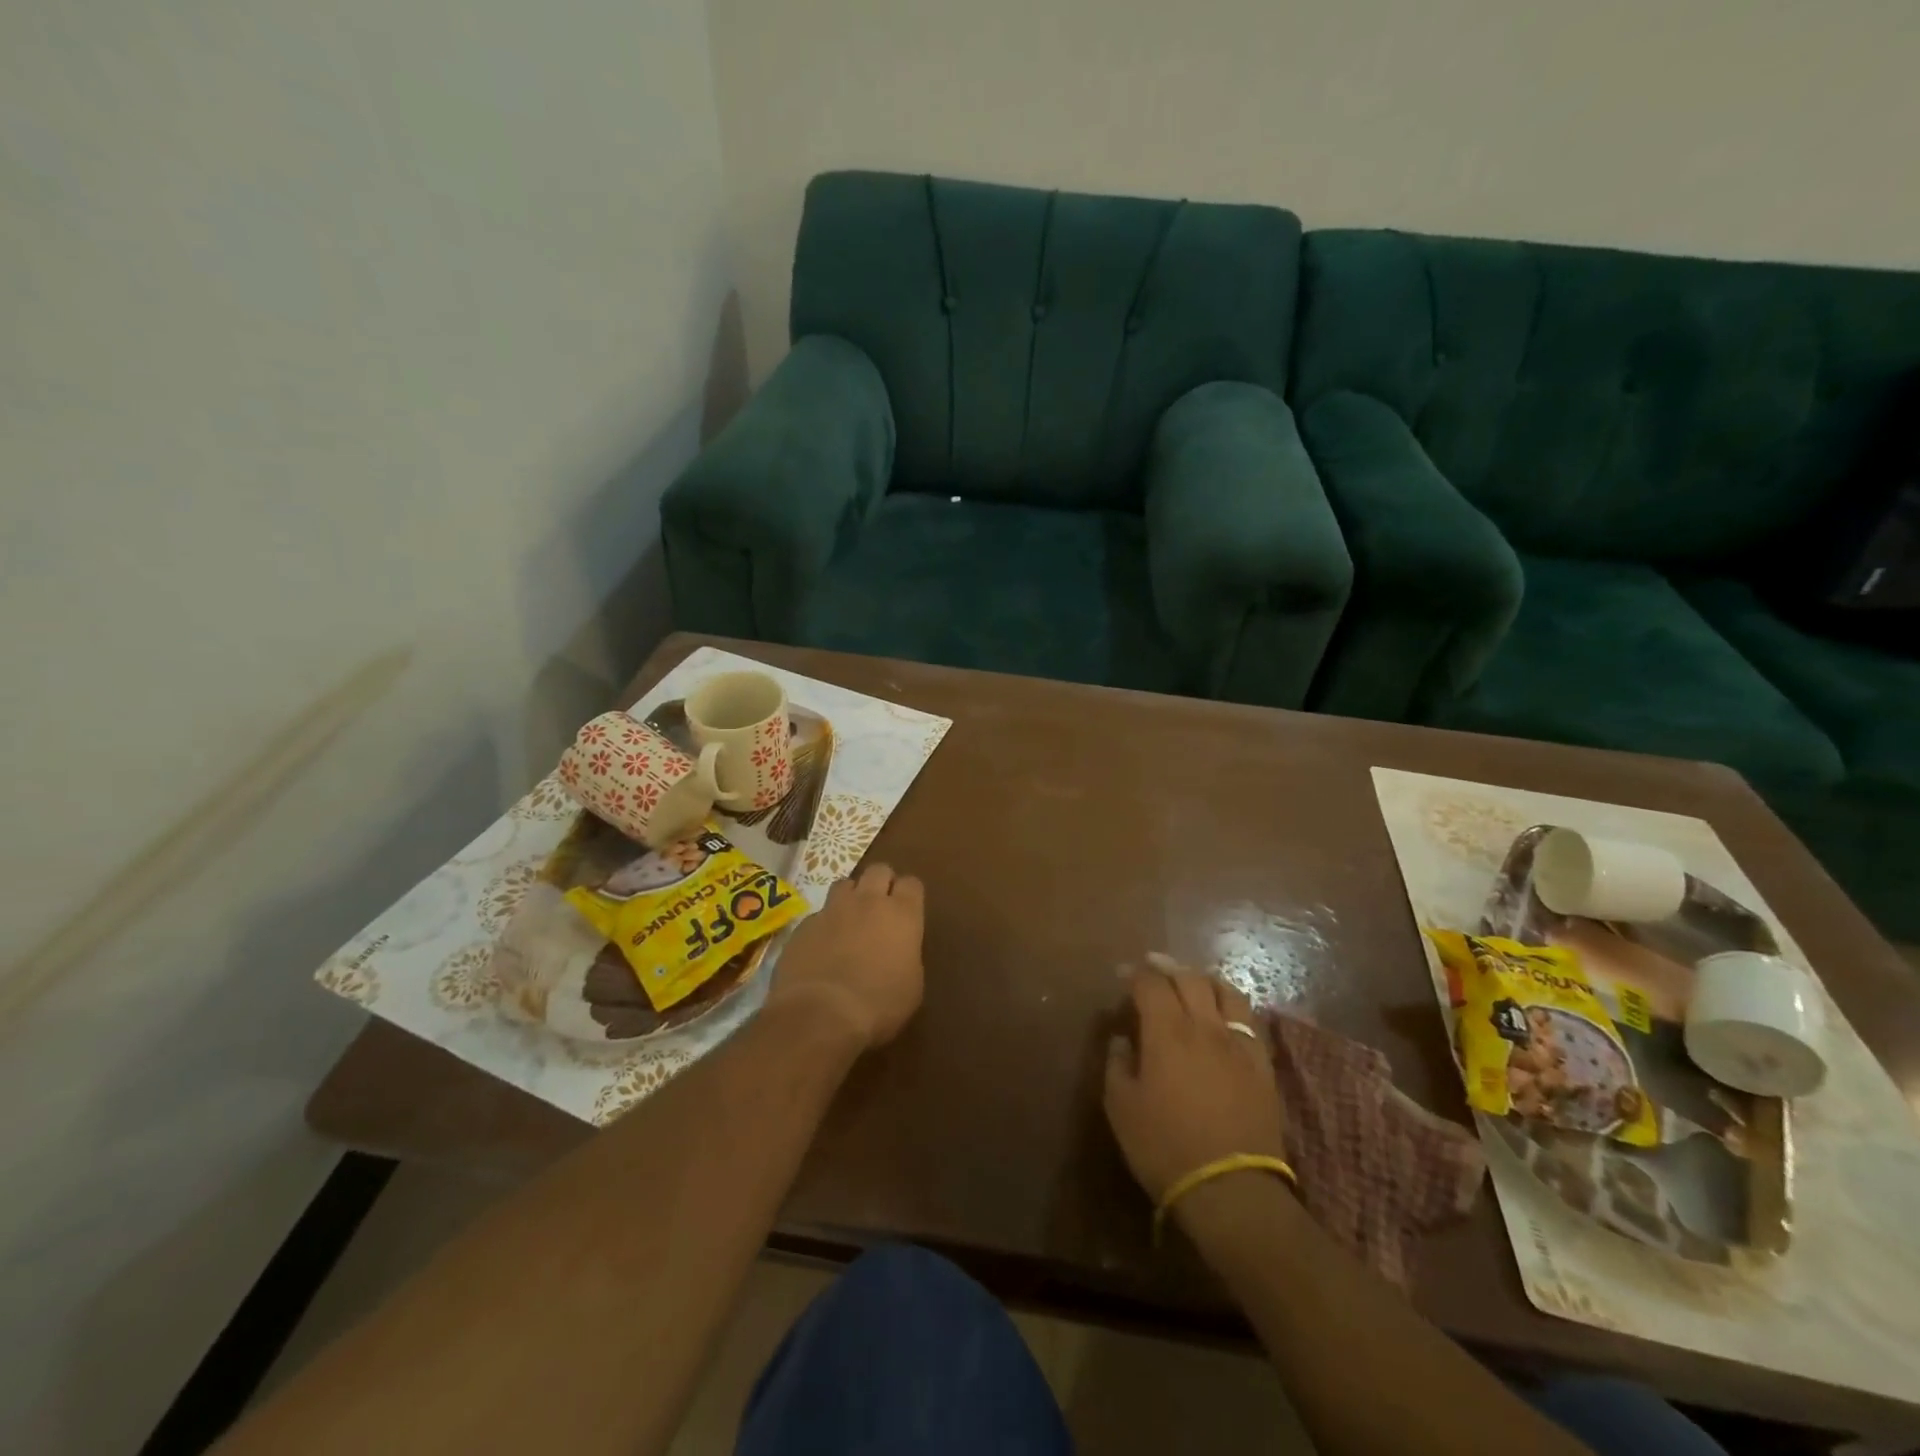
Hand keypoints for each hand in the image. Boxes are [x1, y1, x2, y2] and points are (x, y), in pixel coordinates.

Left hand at [766, 863, 924, 1051]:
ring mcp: (833, 909)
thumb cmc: (878, 1005)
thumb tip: (899, 951)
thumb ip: (908, 957)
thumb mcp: (912, 987)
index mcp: (902, 915)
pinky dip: (824, 923)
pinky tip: (822, 946)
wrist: (820, 1013)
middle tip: (880, 907)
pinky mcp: (805, 924)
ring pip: (845, 884)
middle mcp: (869, 901)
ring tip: (849, 919)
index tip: (908, 911)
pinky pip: (819, 913)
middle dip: (881, 883)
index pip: (912, 884)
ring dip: (851, 896)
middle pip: (878, 870)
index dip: (909, 895)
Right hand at [1104, 953, 1287, 1204]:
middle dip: (1168, 966)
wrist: (1231, 1190)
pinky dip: (1231, 1005)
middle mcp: (1204, 1026)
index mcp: (1167, 1031)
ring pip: (1225, 991)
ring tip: (1192, 980)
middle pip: (1189, 978)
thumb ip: (1118, 1064)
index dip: (1135, 973)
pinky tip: (1224, 1013)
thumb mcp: (1122, 1108)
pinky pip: (1249, 1019)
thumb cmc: (1165, 1147)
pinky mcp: (1262, 1064)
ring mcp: (1238, 1043)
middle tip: (1153, 965)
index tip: (1123, 973)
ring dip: (1204, 978)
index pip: (1151, 984)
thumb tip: (1122, 1040)